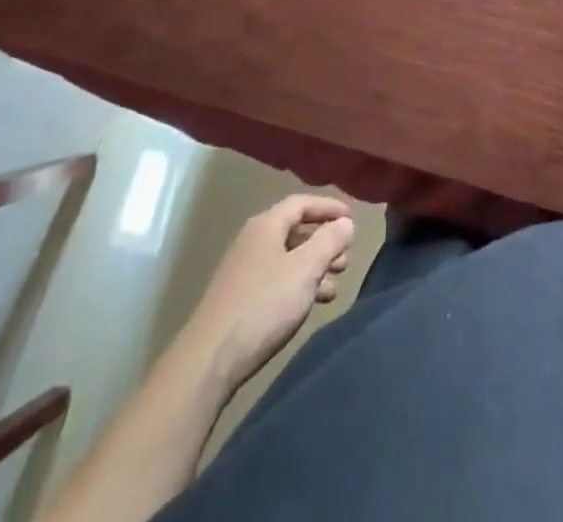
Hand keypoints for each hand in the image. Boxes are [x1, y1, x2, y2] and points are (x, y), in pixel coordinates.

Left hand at [183, 195, 356, 394]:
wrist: (210, 360)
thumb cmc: (264, 305)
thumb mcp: (305, 269)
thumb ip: (329, 241)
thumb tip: (345, 222)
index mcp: (266, 225)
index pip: (302, 203)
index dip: (329, 207)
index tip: (352, 219)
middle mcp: (253, 241)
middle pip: (295, 230)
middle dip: (324, 242)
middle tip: (346, 259)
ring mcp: (244, 270)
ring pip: (288, 258)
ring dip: (314, 267)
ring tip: (335, 286)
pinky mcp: (240, 298)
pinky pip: (278, 280)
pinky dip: (298, 285)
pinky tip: (311, 304)